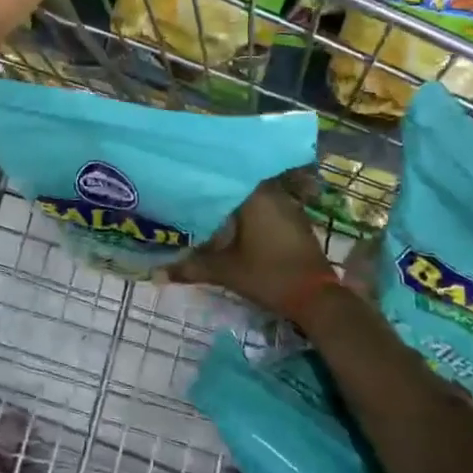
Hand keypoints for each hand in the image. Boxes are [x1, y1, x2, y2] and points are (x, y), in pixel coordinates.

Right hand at [169, 174, 338, 313]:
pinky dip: (249, 211)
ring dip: (233, 200)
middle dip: (216, 188)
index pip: (223, 175)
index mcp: (255, 195)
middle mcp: (272, 192)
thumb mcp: (226, 272)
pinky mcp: (294, 219)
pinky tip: (232, 221)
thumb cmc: (269, 276)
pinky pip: (265, 206)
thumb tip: (155, 273)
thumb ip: (191, 267)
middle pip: (237, 183)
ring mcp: (287, 205)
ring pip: (252, 194)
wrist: (317, 298)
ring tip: (205, 203)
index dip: (202, 176)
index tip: (183, 176)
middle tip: (189, 191)